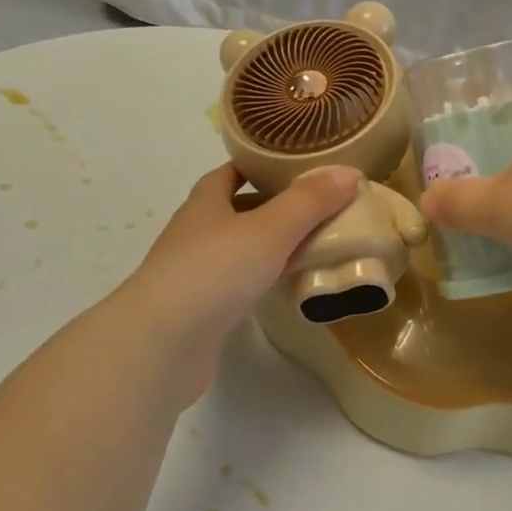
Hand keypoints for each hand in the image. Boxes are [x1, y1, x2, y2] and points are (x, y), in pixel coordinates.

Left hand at [118, 163, 360, 402]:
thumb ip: (310, 201)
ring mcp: (194, 275)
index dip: (257, 165)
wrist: (161, 346)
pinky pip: (237, 285)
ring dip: (269, 245)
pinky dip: (262, 280)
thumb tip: (350, 172)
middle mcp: (195, 234)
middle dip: (271, 206)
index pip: (229, 174)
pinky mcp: (200, 313)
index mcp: (204, 204)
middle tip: (317, 205)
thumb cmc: (214, 271)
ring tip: (313, 244)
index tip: (293, 164)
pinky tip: (287, 287)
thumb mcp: (271, 229)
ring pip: (237, 250)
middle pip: (235, 211)